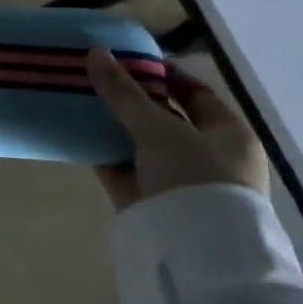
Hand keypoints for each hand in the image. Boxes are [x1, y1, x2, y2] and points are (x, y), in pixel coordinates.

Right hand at [84, 48, 267, 211]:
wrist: (194, 252)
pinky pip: (120, 167)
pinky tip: (74, 132)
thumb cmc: (194, 178)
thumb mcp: (159, 128)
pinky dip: (100, 151)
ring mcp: (175, 180)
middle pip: (162, 118)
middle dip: (129, 98)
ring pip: (137, 143)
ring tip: (75, 98)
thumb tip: (95, 51)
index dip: (163, 74)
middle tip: (93, 76)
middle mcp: (206, 156)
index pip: (196, 94)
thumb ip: (124, 92)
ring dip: (110, 124)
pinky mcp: (146, 199)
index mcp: (228, 135)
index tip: (127, 58)